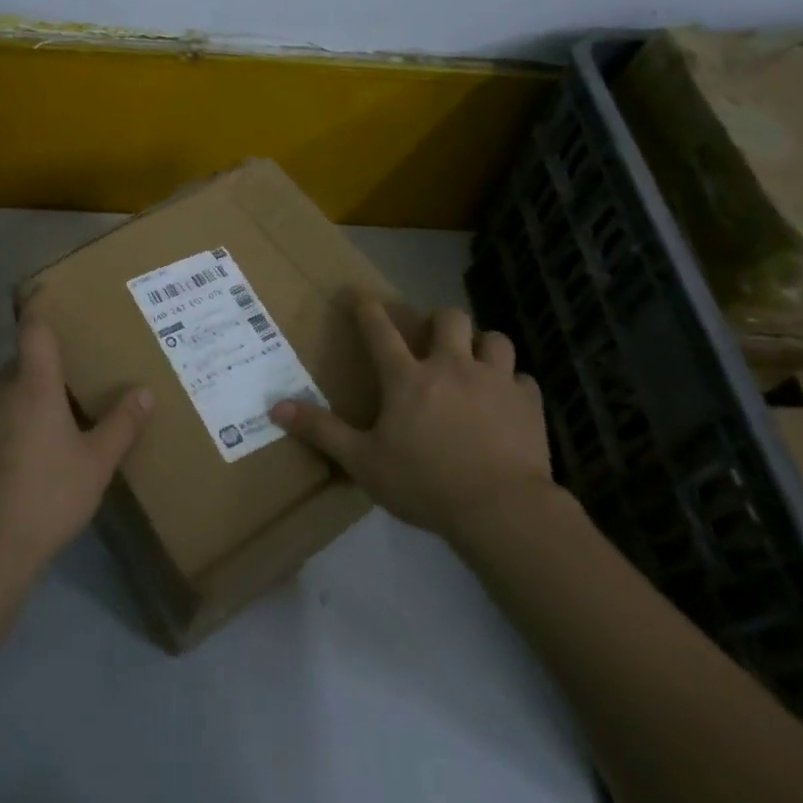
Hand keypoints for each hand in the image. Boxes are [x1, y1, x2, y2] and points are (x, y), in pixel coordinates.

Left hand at [0, 315, 151, 579]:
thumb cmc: (49, 495)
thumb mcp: (97, 462)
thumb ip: (121, 424)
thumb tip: (144, 390)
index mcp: (34, 387)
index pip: (33, 331)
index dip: (39, 308)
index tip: (47, 293)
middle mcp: (0, 394)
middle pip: (20, 363)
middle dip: (43, 365)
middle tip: (73, 378)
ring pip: (5, 395)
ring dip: (26, 398)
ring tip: (54, 423)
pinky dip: (9, 426)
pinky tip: (26, 459)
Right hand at [269, 294, 553, 539]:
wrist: (501, 509)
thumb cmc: (425, 484)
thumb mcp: (363, 462)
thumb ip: (322, 431)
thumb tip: (275, 407)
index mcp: (407, 378)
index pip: (379, 330)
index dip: (367, 308)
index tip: (359, 293)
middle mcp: (451, 367)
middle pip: (449, 318)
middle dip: (440, 321)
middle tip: (434, 340)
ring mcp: (494, 381)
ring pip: (494, 339)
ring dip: (483, 346)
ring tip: (475, 363)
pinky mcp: (527, 403)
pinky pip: (523, 379)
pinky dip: (513, 385)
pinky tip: (507, 402)